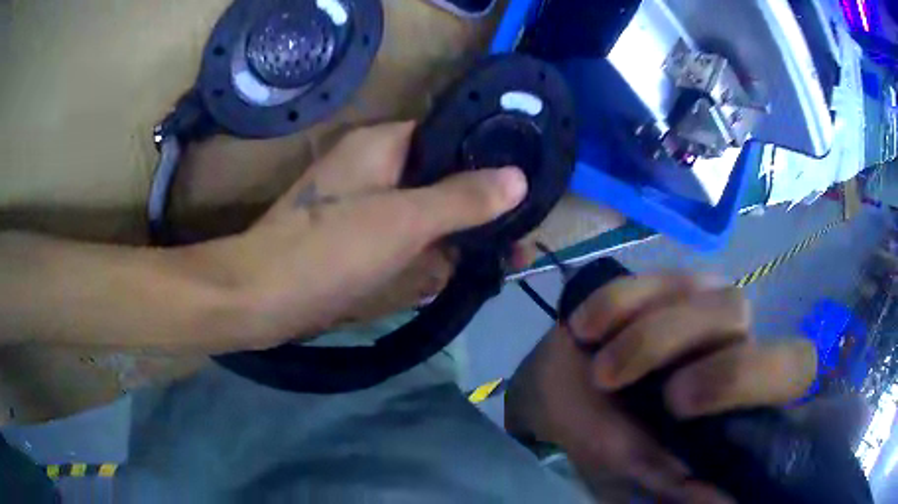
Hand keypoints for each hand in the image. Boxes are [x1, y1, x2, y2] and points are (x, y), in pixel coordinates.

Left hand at [198, 122, 528, 349]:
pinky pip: (407, 238)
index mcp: (382, 144)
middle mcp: (375, 167)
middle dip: (478, 209)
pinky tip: (456, 274)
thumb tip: (518, 178)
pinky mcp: (358, 238)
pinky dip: (430, 254)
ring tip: (501, 260)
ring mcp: (366, 205)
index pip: (449, 136)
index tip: (523, 189)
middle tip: (516, 241)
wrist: (261, 298)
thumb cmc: (328, 250)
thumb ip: (462, 198)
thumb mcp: (403, 221)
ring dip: (458, 236)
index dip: (487, 158)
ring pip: (426, 211)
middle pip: (441, 177)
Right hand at [505, 274, 816, 502]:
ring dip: (651, 341)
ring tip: (603, 374)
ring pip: (708, 303)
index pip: (795, 367)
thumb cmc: (604, 437)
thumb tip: (722, 503)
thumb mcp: (633, 473)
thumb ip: (674, 485)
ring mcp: (705, 304)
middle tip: (671, 402)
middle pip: (760, 334)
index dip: (764, 383)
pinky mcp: (668, 281)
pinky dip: (616, 306)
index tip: (708, 422)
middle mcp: (737, 342)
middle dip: (719, 369)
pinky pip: (651, 282)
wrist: (562, 384)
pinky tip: (586, 331)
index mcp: (739, 396)